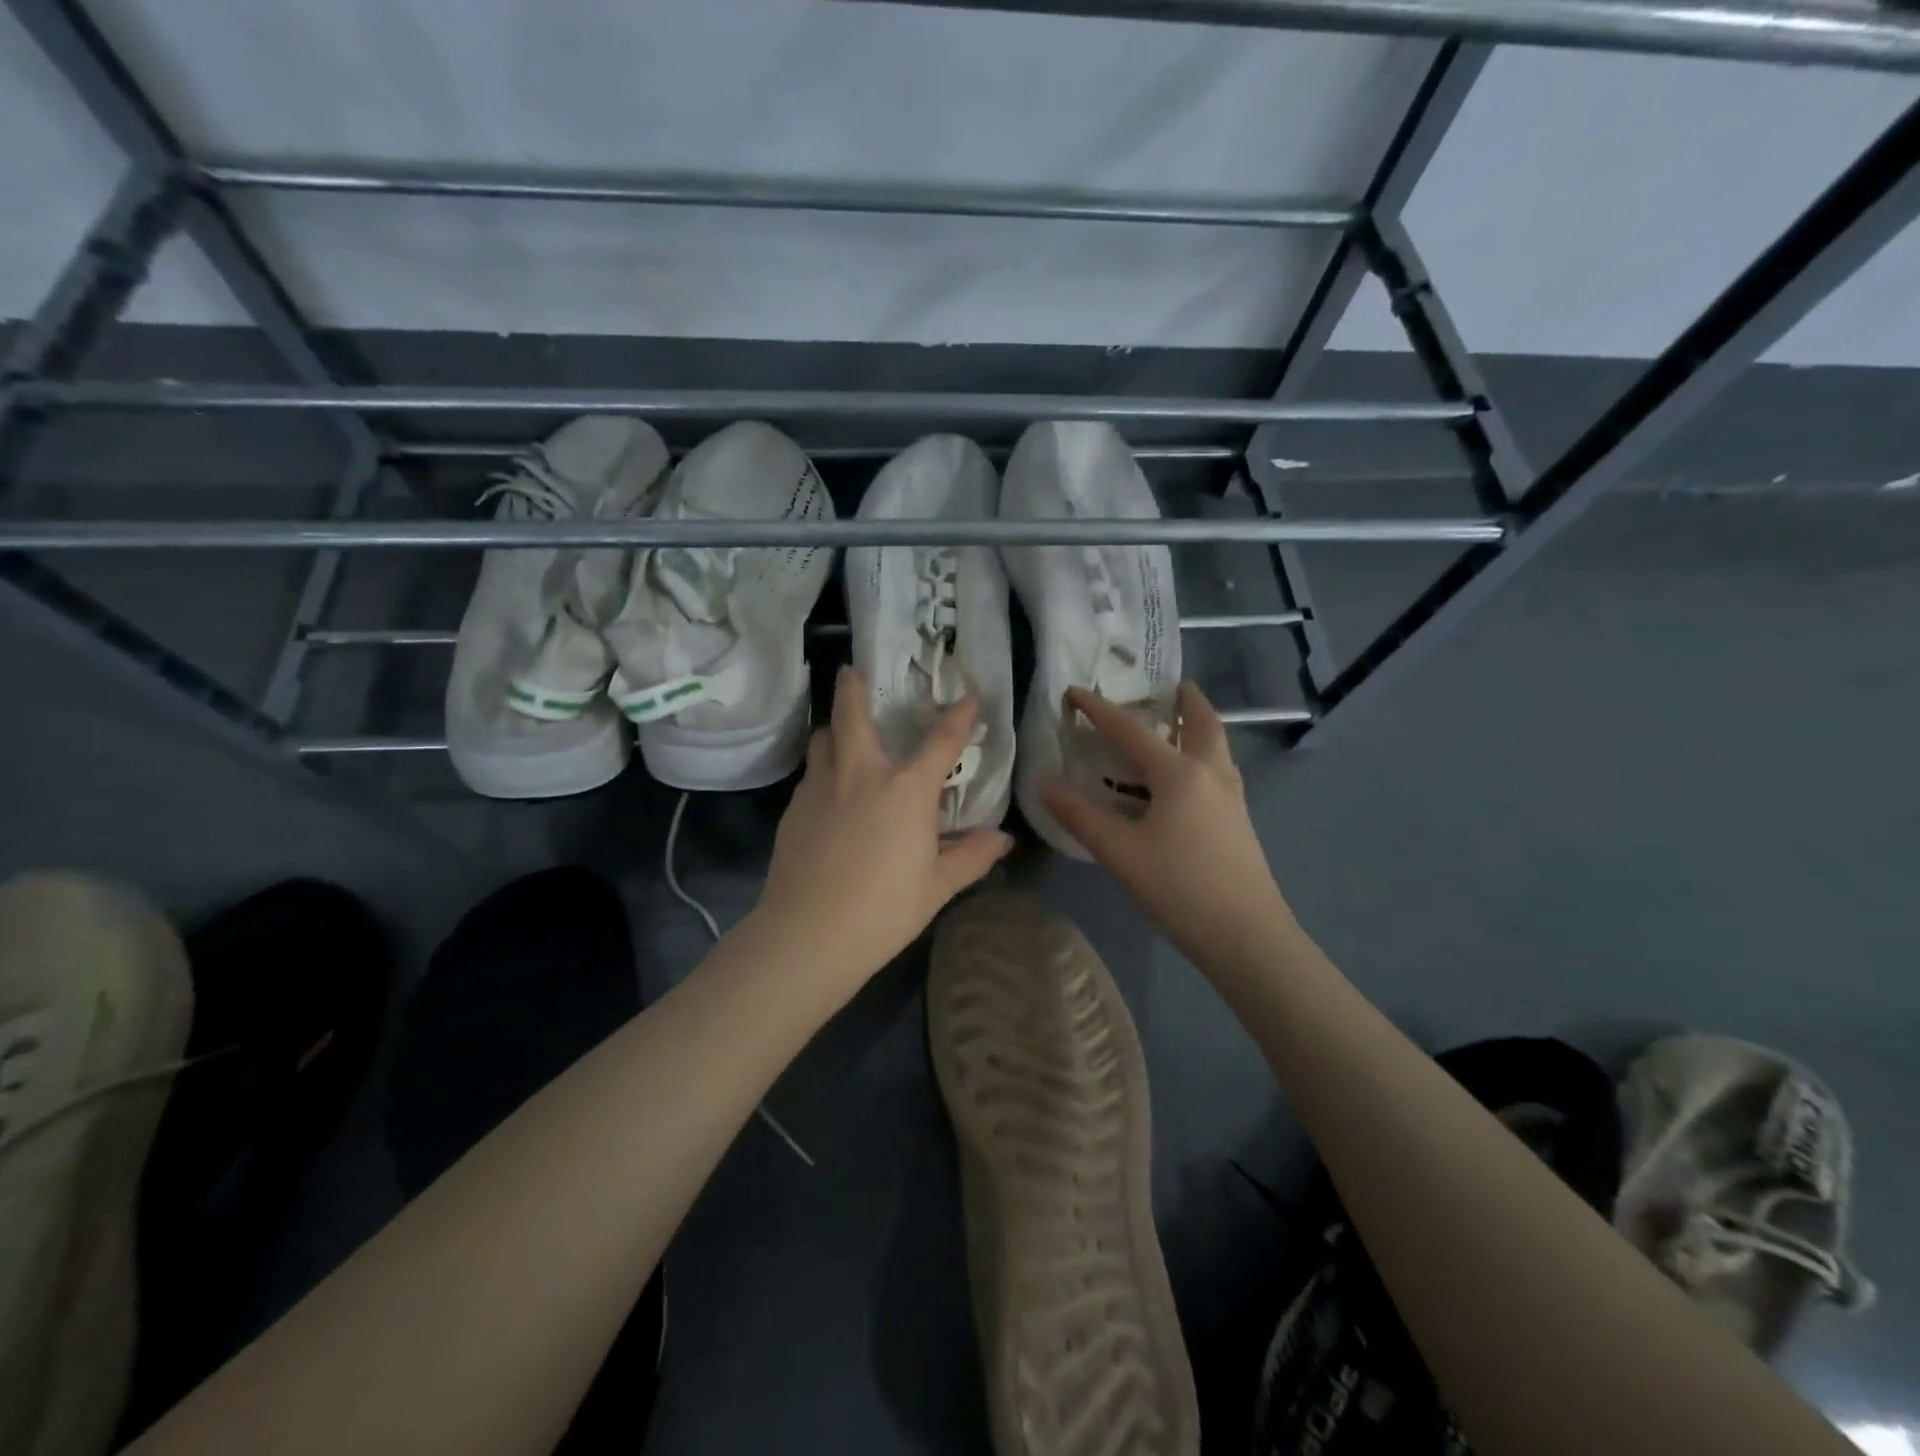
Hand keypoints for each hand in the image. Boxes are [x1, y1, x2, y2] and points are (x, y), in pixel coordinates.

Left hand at [752, 666, 1013, 994]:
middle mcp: (861, 774)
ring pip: (823, 740)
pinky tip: (827, 791)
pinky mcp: (794, 808)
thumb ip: (971, 857)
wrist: (808, 933)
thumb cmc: (884, 909)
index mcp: (906, 789)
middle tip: (851, 671)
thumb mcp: (937, 886)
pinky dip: (822, 769)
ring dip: (833, 729)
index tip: (969, 694)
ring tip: (840, 733)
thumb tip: (1002, 839)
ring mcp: (821, 788)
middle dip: (852, 688)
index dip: (958, 714)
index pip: (940, 740)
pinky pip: (810, 774)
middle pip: (852, 715)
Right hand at [1039, 681, 1293, 969]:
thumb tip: (1042, 782)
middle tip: (1171, 686)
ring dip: (1198, 726)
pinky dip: (1202, 755)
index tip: (1075, 691)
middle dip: (1186, 701)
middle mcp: (1210, 773)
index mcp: (1178, 773)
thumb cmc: (1178, 888)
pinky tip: (1185, 780)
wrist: (1246, 936)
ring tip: (1178, 724)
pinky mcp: (1239, 820)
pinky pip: (1219, 769)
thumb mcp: (1119, 852)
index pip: (1130, 730)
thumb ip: (1079, 814)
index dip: (1098, 709)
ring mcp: (1231, 797)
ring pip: (1216, 746)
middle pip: (1201, 722)